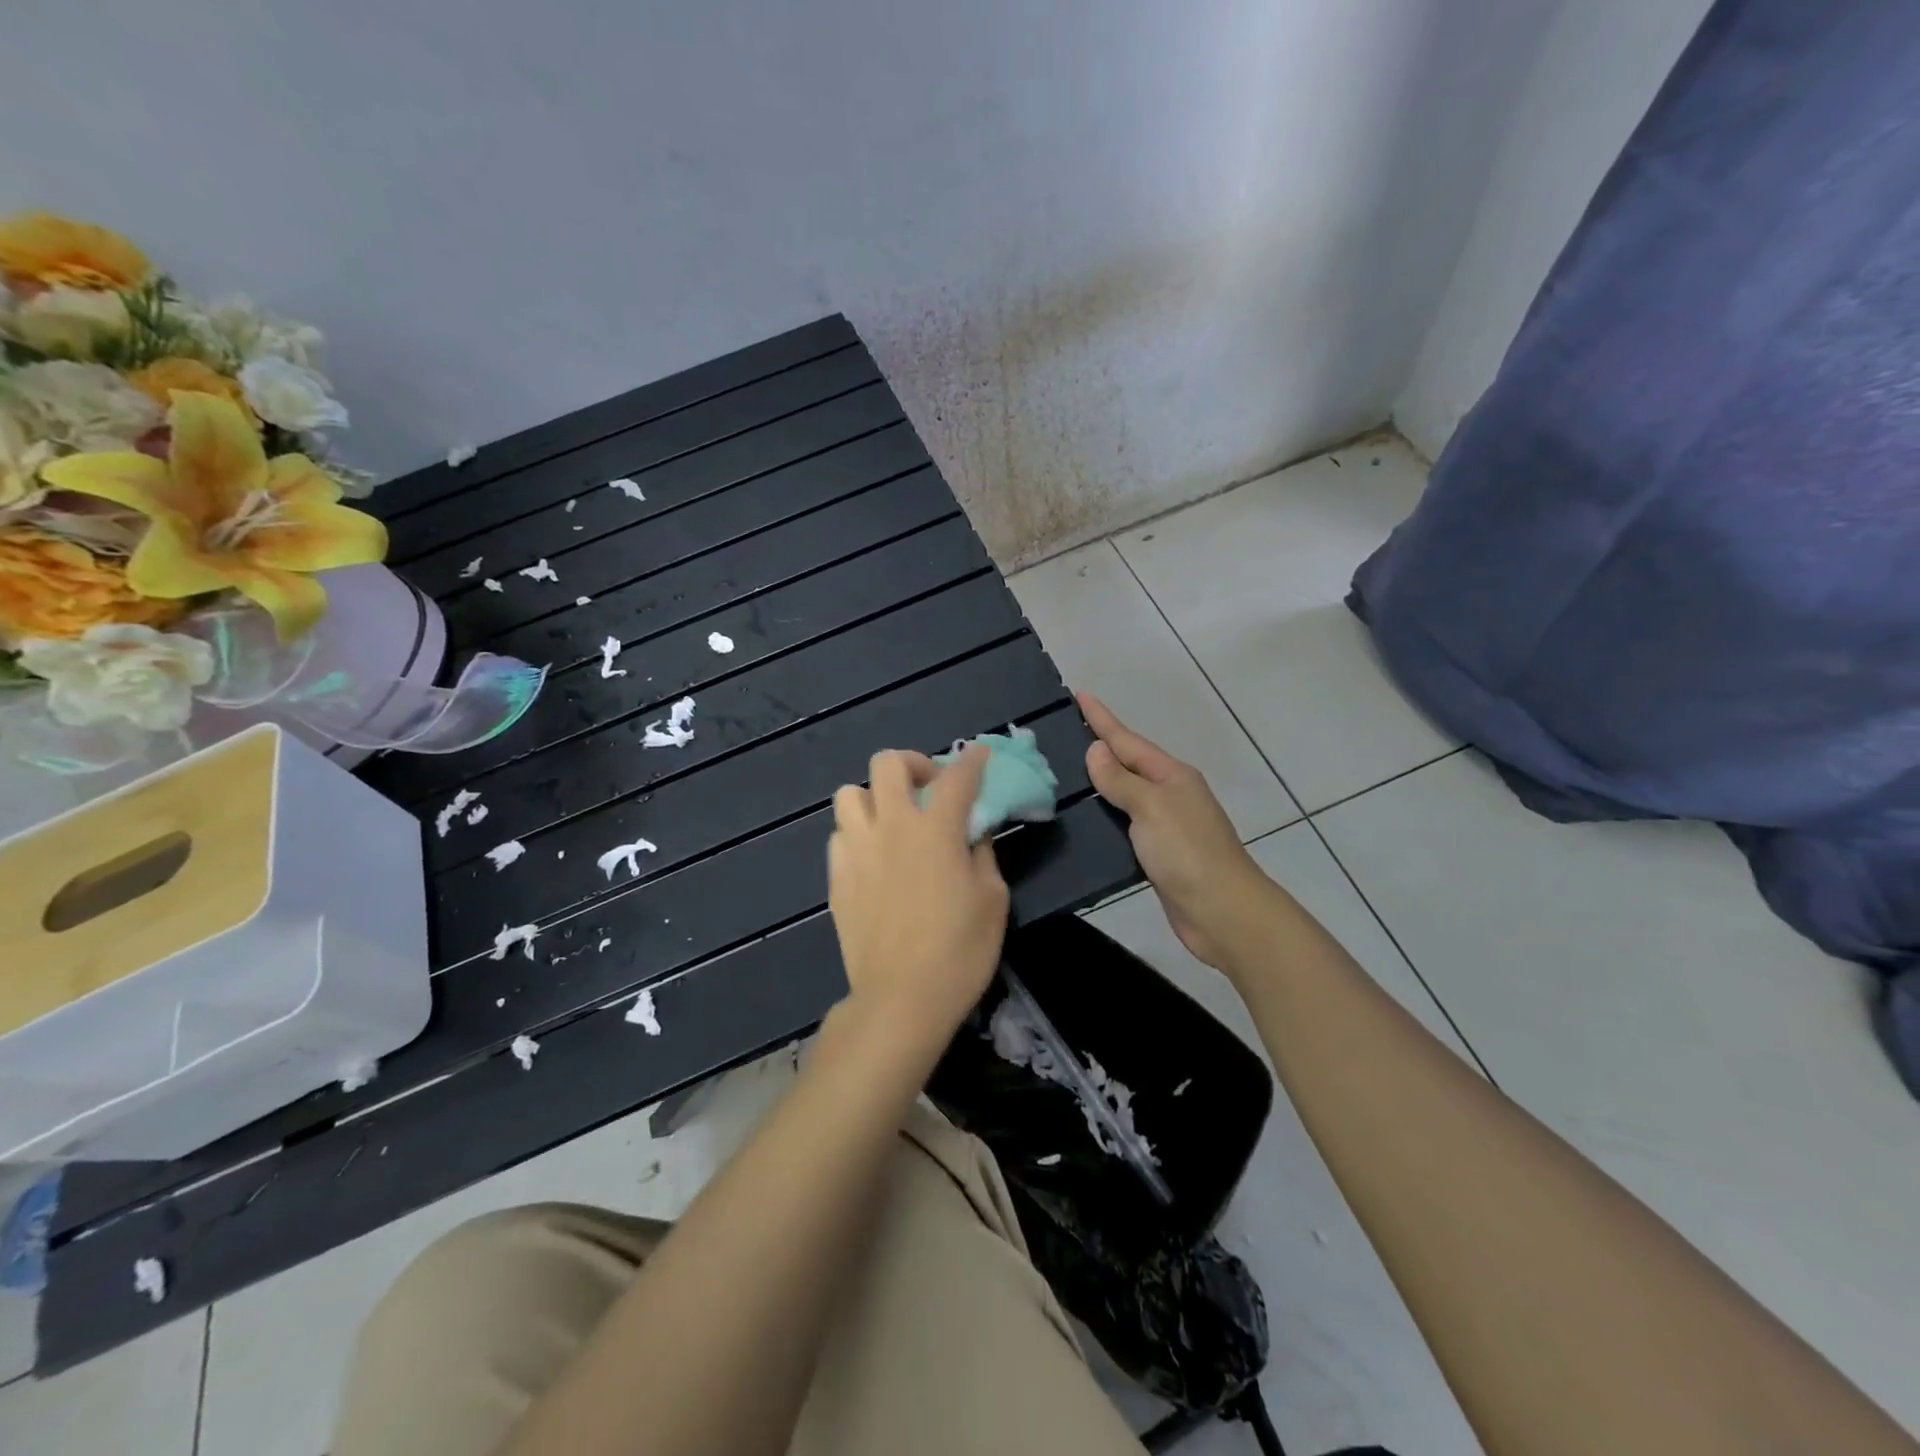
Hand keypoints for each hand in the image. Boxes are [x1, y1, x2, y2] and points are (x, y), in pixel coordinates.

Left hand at [827, 747, 1009, 1050]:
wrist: (901, 998)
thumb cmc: (960, 951)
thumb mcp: (992, 900)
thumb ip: (982, 855)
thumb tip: (973, 834)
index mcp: (936, 830)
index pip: (956, 778)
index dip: (971, 761)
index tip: (979, 756)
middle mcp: (892, 827)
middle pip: (888, 764)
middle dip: (912, 764)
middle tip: (927, 788)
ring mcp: (857, 850)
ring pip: (849, 793)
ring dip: (874, 797)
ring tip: (892, 820)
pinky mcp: (836, 877)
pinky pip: (840, 835)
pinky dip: (857, 833)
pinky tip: (873, 857)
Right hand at [1080, 693, 1272, 969]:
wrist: (1222, 912)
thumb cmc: (1187, 852)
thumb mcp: (1152, 807)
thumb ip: (1121, 780)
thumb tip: (1097, 750)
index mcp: (1172, 776)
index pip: (1128, 740)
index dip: (1102, 719)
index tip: (1078, 694)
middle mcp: (1170, 794)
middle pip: (1127, 764)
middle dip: (1099, 747)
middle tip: (1061, 734)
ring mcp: (1166, 824)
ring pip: (1125, 795)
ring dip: (1099, 782)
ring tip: (1064, 773)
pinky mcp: (1158, 853)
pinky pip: (1125, 824)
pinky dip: (1105, 816)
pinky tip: (1084, 819)